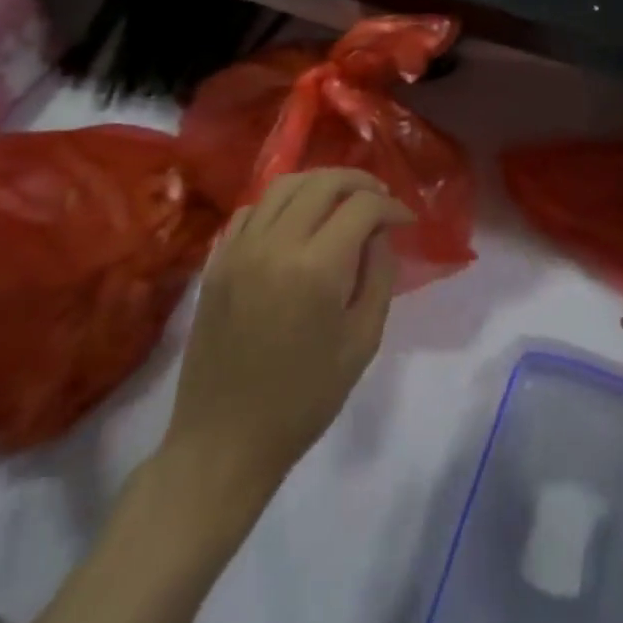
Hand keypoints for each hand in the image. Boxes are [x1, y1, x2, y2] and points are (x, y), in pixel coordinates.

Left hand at [161, 169, 411, 499]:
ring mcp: (239, 249)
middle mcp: (275, 244)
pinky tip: (295, 223)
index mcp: (317, 268)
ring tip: (341, 200)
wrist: (224, 442)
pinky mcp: (216, 261)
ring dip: (320, 183)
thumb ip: (379, 276)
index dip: (392, 205)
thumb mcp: (362, 341)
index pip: (363, 206)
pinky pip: (250, 209)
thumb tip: (380, 234)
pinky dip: (280, 203)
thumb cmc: (304, 399)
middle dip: (360, 181)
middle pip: (323, 181)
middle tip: (380, 198)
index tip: (406, 220)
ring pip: (284, 184)